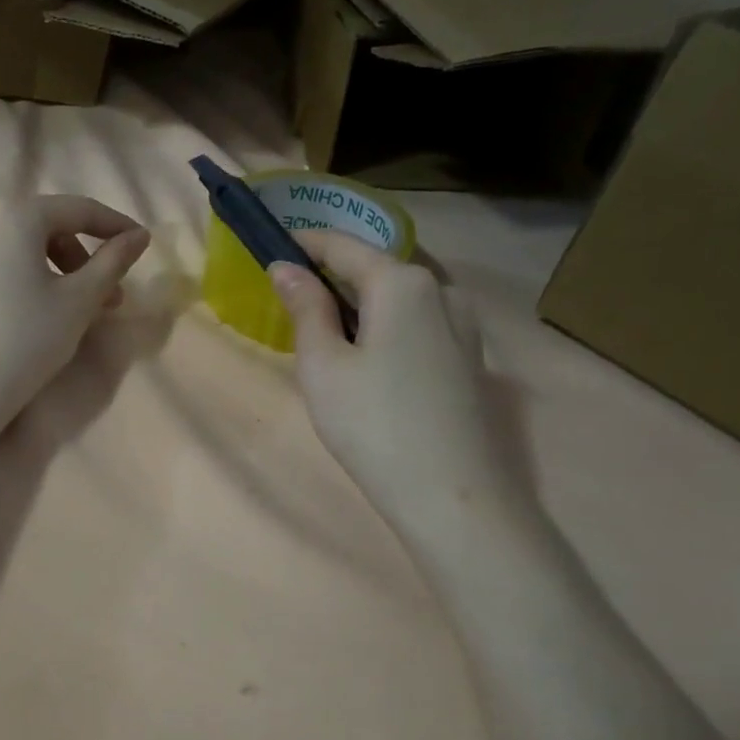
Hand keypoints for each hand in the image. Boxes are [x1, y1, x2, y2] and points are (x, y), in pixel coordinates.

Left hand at [0, 195, 150, 437]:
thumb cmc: (26, 342)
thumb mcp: (79, 302)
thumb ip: (113, 262)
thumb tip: (138, 236)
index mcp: (14, 215)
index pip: (77, 209)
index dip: (114, 225)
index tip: (139, 243)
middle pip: (41, 225)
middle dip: (78, 256)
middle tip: (103, 295)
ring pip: (12, 246)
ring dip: (47, 268)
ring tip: (63, 308)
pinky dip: (13, 277)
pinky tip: (21, 313)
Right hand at [270, 231, 537, 553]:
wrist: (450, 494)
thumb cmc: (372, 424)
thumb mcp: (323, 365)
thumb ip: (305, 308)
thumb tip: (286, 268)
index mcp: (402, 282)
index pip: (342, 246)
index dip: (303, 244)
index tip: (270, 250)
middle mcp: (441, 290)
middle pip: (373, 270)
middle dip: (330, 280)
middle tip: (290, 304)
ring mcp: (463, 323)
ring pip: (396, 300)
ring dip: (358, 307)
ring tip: (324, 340)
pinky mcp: (469, 356)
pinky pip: (416, 325)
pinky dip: (384, 329)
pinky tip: (366, 364)